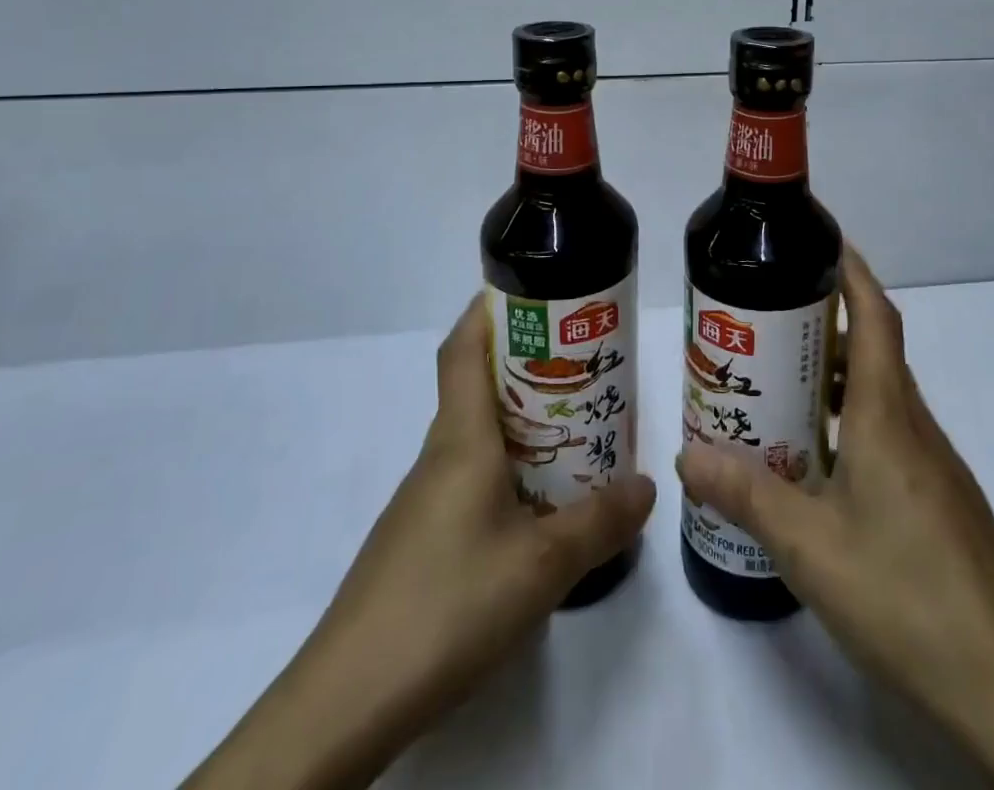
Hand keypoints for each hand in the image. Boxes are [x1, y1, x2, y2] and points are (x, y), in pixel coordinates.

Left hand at [185, 294, 655, 789]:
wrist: (346, 703)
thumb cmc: (447, 605)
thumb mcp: (542, 565)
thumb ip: (600, 522)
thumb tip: (647, 486)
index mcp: (461, 439)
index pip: (464, 349)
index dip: (489, 309)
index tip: (534, 291)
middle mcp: (439, 456)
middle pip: (475, 385)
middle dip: (525, 361)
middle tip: (580, 361)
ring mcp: (424, 500)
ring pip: (475, 434)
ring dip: (520, 418)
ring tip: (575, 424)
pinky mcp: (420, 539)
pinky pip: (470, 476)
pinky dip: (506, 465)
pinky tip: (538, 502)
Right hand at [678, 245, 993, 789]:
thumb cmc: (906, 595)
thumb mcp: (809, 547)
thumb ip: (747, 495)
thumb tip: (687, 455)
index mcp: (887, 417)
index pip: (876, 317)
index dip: (852, 271)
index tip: (821, 241)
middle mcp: (915, 427)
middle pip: (874, 351)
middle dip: (825, 324)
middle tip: (767, 323)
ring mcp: (935, 467)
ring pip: (881, 397)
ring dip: (835, 379)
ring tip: (780, 388)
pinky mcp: (942, 502)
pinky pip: (891, 435)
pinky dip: (851, 423)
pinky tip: (820, 464)